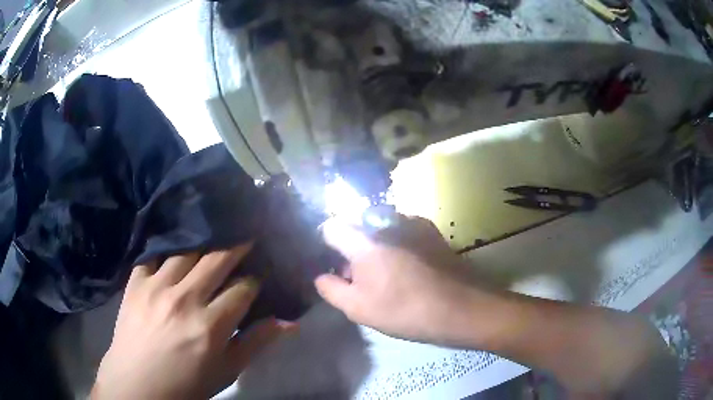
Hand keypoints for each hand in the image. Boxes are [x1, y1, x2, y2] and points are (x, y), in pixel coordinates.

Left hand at [92, 245, 293, 399]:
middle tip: (246, 237)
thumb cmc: (187, 384)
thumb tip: (289, 323)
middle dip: (237, 246)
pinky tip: (174, 246)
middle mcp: (184, 299)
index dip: (256, 279)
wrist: (137, 384)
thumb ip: (256, 343)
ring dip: (204, 243)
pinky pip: (152, 254)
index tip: (261, 273)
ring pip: (186, 250)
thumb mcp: (226, 371)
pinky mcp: (135, 283)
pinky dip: (166, 248)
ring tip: (214, 236)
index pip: (243, 289)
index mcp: (210, 326)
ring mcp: (156, 287)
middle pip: (217, 259)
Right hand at [315, 216, 497, 346]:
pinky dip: (396, 243)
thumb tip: (322, 275)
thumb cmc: (405, 310)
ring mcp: (411, 223)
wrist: (461, 307)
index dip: (326, 243)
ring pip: (379, 227)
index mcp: (364, 240)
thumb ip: (330, 288)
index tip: (333, 263)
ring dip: (375, 245)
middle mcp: (386, 221)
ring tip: (386, 274)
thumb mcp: (358, 308)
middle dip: (351, 248)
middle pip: (356, 227)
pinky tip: (409, 268)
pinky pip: (401, 230)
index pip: (331, 226)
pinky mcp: (430, 230)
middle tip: (359, 276)